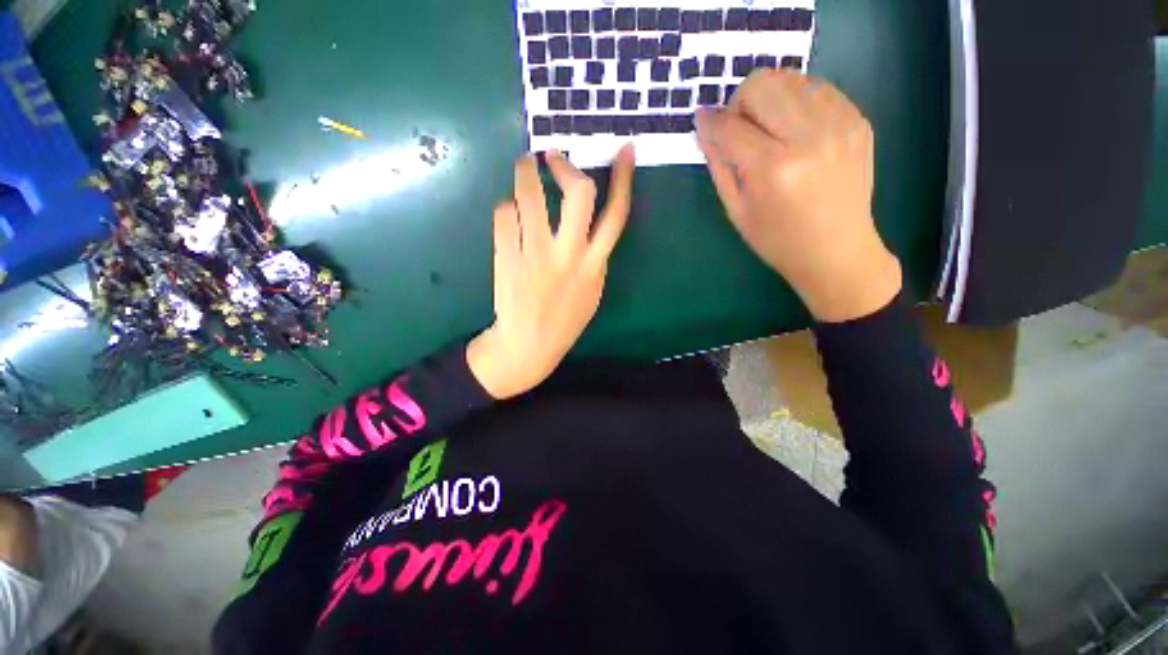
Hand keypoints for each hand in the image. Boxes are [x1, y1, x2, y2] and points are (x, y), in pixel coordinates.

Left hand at [467, 146, 635, 398]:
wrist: (529, 344)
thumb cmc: (565, 319)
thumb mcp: (592, 290)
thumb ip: (595, 258)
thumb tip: (590, 225)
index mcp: (594, 264)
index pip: (617, 215)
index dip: (624, 179)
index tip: (623, 149)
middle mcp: (569, 255)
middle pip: (579, 194)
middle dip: (565, 166)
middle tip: (552, 156)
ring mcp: (536, 255)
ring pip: (530, 196)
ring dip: (525, 172)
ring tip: (523, 167)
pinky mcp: (507, 257)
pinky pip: (504, 215)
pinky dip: (506, 208)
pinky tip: (508, 215)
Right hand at [695, 69, 901, 322]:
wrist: (837, 251)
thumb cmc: (777, 240)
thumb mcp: (736, 210)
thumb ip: (719, 166)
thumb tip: (704, 130)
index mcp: (772, 169)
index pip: (730, 126)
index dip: (709, 121)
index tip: (701, 121)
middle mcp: (809, 137)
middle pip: (762, 83)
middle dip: (740, 102)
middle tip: (740, 129)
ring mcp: (840, 124)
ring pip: (790, 78)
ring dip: (770, 99)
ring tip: (769, 130)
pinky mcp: (858, 120)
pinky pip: (818, 89)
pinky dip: (797, 102)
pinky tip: (794, 131)